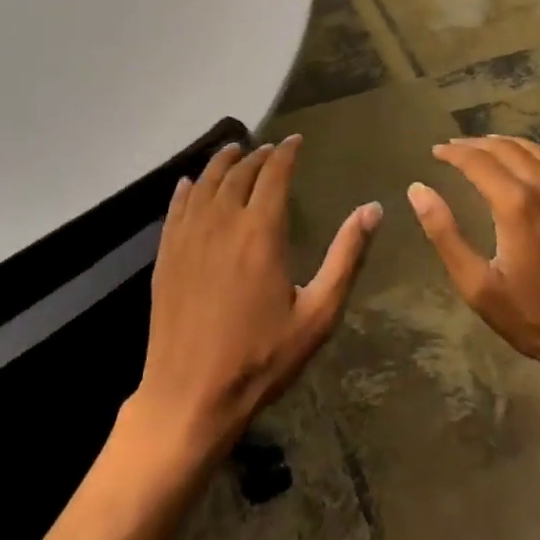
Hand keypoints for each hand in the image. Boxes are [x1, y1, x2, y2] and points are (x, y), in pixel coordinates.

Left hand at [134, 135, 380, 456]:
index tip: (296, 141)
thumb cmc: (261, 359)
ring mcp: (188, 236)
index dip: (286, 152)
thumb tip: (373, 209)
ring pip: (206, 182)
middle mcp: (222, 222)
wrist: (189, 397)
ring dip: (223, 162)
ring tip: (234, 151)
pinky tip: (191, 183)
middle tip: (270, 150)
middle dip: (257, 155)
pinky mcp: (166, 255)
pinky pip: (177, 206)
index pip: (274, 173)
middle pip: (240, 172)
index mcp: (261, 231)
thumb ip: (346, 257)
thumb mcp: (317, 314)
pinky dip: (188, 188)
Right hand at [409, 136, 539, 378]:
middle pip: (506, 148)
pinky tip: (527, 165)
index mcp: (517, 203)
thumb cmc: (535, 318)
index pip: (477, 161)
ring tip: (486, 149)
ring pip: (536, 150)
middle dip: (476, 145)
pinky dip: (536, 156)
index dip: (453, 153)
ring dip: (506, 144)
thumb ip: (444, 234)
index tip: (436, 152)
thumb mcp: (478, 285)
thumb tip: (418, 190)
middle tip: (454, 149)